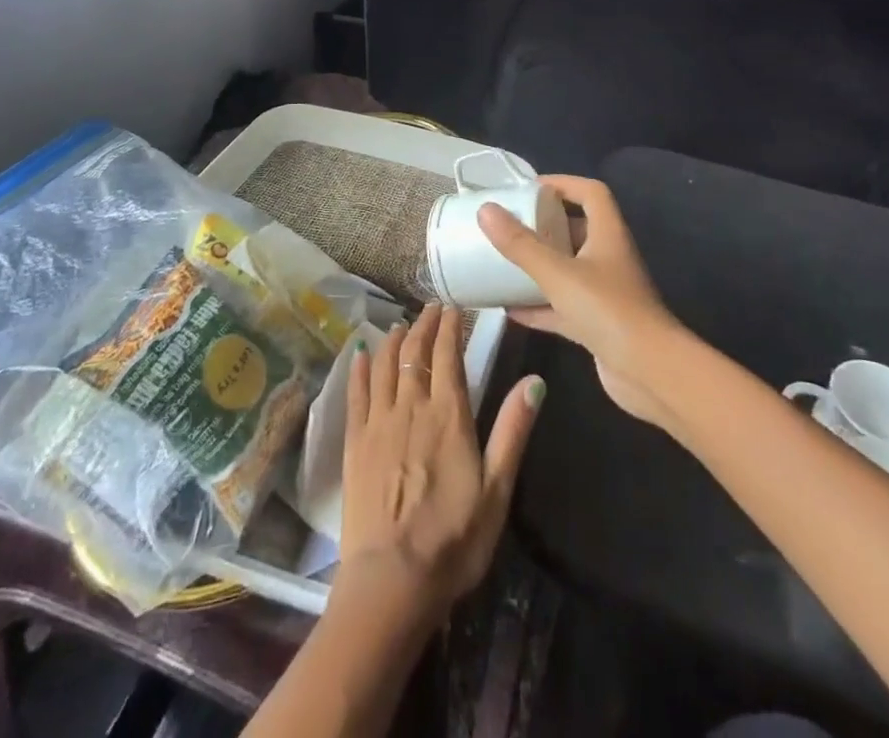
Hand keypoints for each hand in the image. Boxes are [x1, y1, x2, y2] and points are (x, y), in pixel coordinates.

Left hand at [337, 303, 543, 623]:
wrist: (392, 580)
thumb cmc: (453, 540)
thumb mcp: (497, 490)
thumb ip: (512, 431)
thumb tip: (534, 381)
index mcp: (448, 416)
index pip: (447, 356)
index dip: (449, 327)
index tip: (452, 308)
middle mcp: (411, 407)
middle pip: (414, 353)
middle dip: (422, 325)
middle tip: (429, 308)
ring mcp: (378, 423)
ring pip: (384, 366)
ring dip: (393, 340)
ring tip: (399, 325)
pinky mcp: (354, 443)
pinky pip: (355, 394)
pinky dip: (359, 369)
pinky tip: (360, 355)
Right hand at [477, 176, 682, 425]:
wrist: (650, 374)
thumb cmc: (608, 310)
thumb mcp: (558, 273)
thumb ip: (521, 244)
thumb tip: (485, 210)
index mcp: (607, 234)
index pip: (591, 193)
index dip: (563, 183)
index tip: (529, 187)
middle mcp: (608, 257)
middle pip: (577, 229)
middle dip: (544, 225)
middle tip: (509, 224)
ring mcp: (604, 293)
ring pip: (567, 269)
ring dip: (539, 265)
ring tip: (503, 262)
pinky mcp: (597, 324)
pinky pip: (562, 306)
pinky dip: (538, 305)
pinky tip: (509, 310)